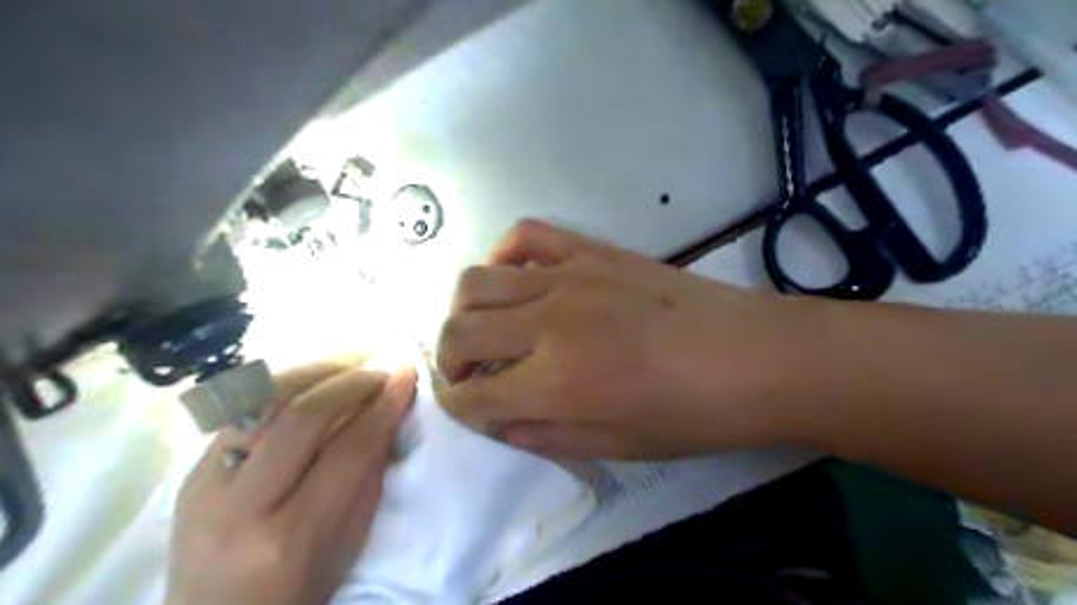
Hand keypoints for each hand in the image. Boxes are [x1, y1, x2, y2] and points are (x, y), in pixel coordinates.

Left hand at [167, 360, 414, 604]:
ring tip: (349, 363)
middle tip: (381, 368)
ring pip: (261, 402)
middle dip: (351, 382)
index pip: (349, 450)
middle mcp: (242, 506)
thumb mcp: (349, 542)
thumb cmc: (299, 589)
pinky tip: (312, 379)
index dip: (384, 406)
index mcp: (292, 536)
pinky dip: (284, 386)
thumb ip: (367, 475)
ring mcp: (204, 486)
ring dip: (314, 372)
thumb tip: (387, 413)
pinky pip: (241, 411)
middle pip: (302, 418)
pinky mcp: (189, 472)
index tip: (407, 375)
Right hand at [435, 220, 797, 461]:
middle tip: (468, 374)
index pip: (471, 396)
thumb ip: (542, 434)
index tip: (465, 407)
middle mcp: (548, 324)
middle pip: (459, 331)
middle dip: (448, 359)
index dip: (456, 406)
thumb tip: (496, 419)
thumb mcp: (614, 447)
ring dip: (464, 312)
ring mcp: (568, 278)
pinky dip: (504, 255)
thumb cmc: (690, 415)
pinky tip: (515, 278)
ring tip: (486, 330)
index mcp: (555, 384)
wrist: (752, 357)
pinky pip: (527, 235)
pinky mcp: (591, 251)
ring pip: (477, 281)